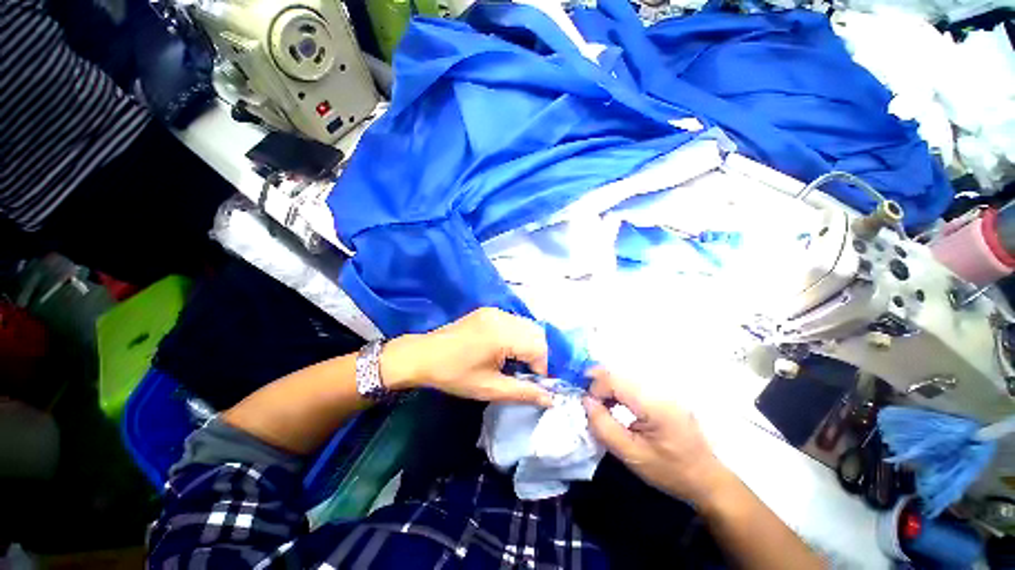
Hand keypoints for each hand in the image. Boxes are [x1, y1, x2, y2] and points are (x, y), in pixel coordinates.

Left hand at [380, 308, 553, 406]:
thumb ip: (523, 392)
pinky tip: (505, 350)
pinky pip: (514, 322)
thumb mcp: (490, 388)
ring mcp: (495, 312)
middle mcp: (503, 317)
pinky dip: (518, 336)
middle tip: (524, 374)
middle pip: (536, 333)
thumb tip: (551, 400)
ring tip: (515, 363)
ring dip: (528, 345)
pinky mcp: (489, 311)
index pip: (539, 348)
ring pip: (527, 326)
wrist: (423, 355)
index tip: (532, 384)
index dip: (541, 368)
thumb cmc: (455, 375)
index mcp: (503, 334)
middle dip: (537, 355)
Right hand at [583, 368, 735, 506]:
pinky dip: (617, 389)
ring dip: (606, 386)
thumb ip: (605, 427)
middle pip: (617, 372)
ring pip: (623, 374)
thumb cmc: (670, 471)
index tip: (587, 407)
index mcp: (654, 403)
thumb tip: (586, 401)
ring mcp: (662, 387)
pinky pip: (631, 381)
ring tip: (600, 406)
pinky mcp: (662, 391)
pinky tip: (614, 404)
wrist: (707, 478)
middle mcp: (658, 388)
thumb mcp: (633, 456)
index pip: (614, 380)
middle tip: (588, 403)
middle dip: (597, 384)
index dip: (594, 389)